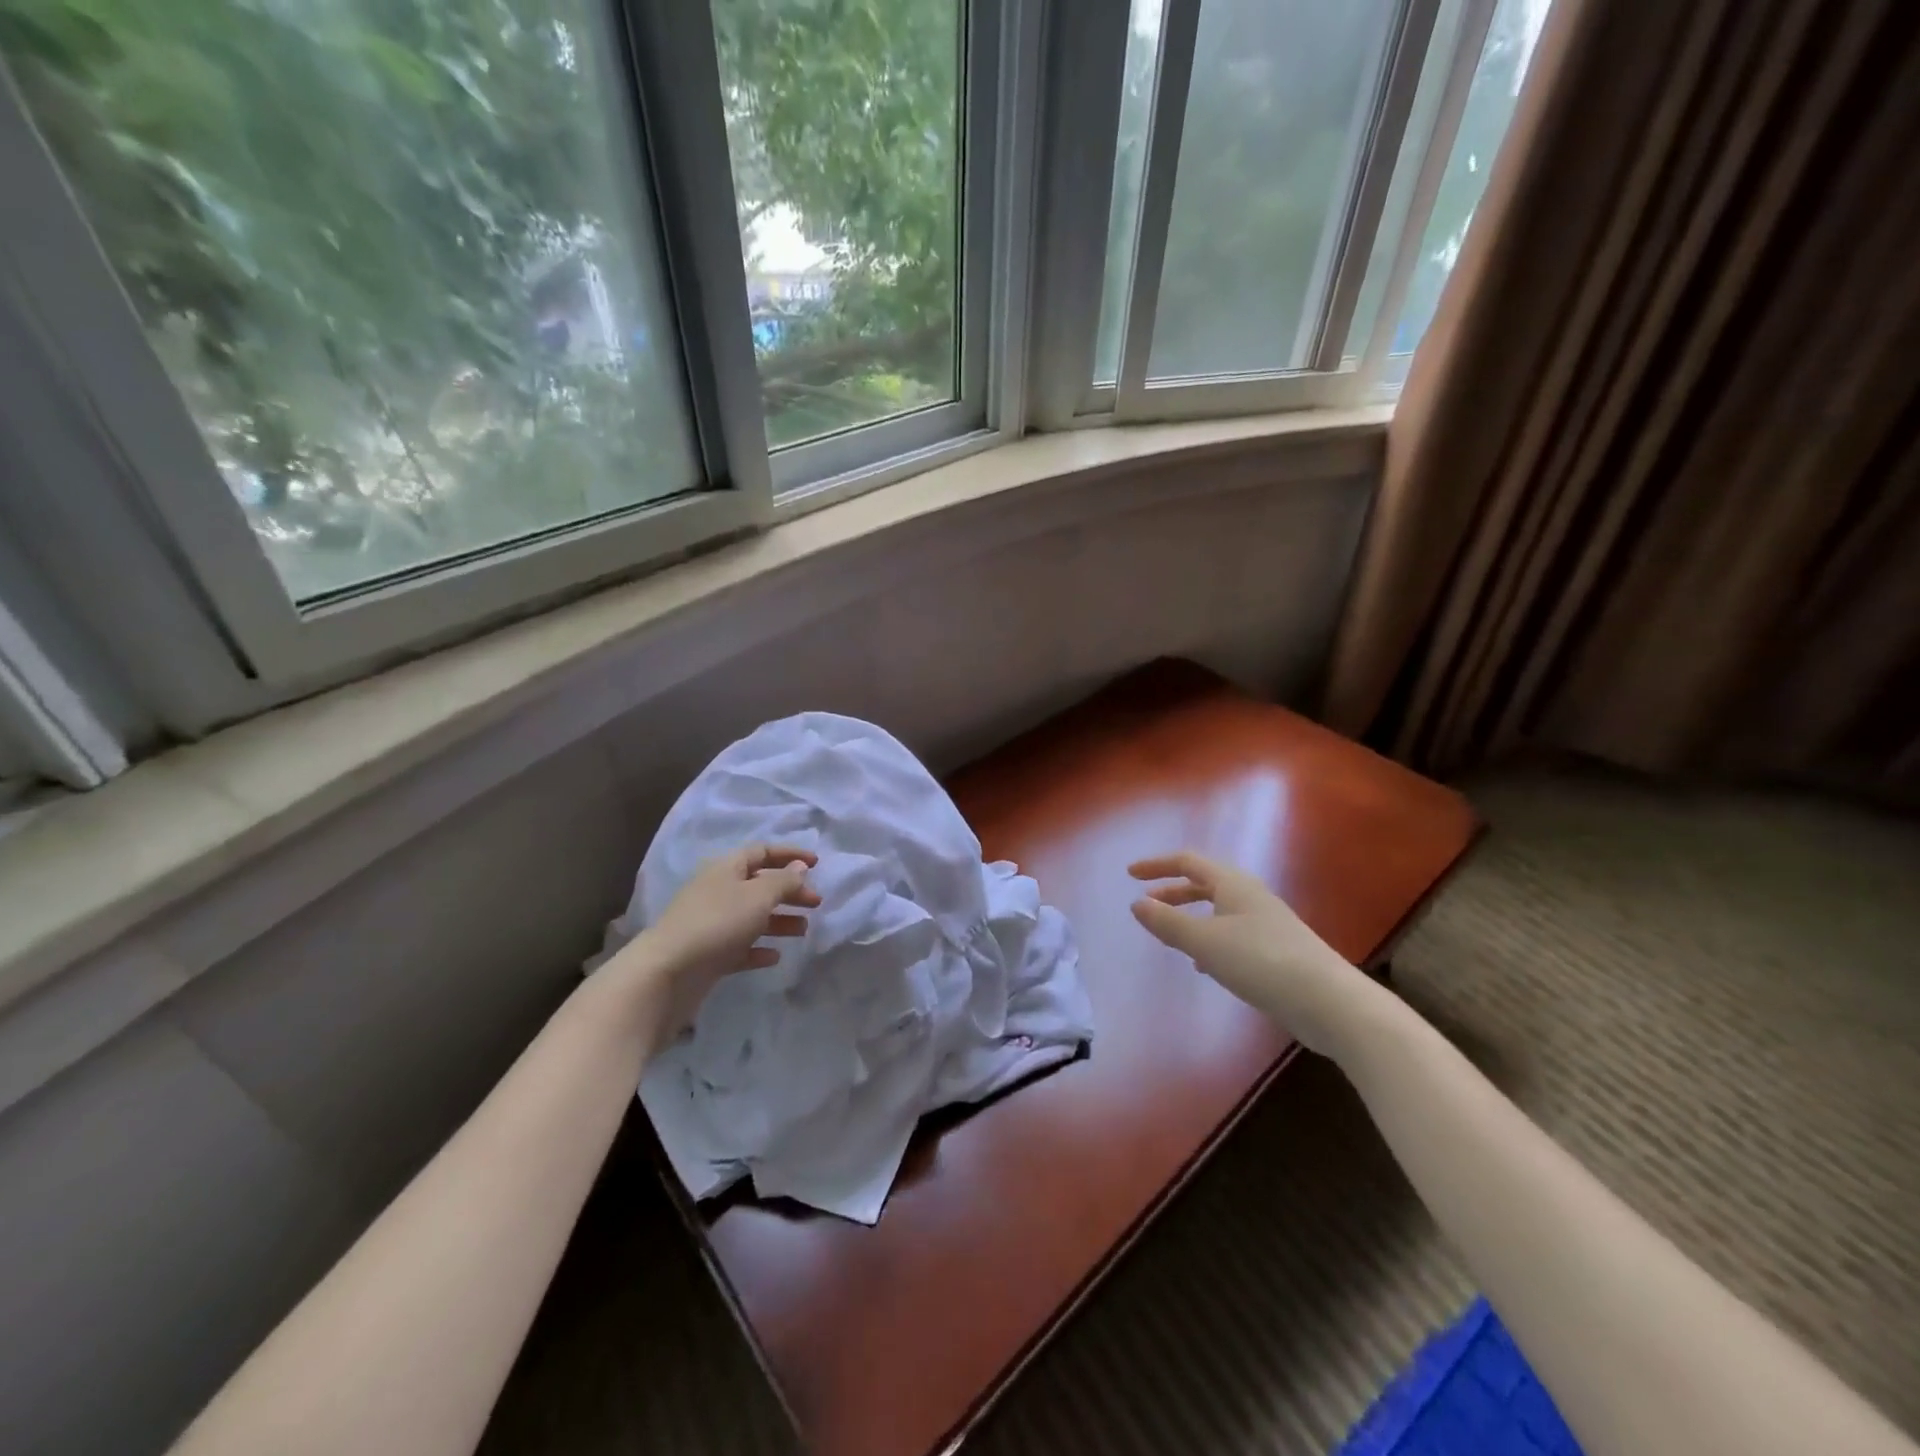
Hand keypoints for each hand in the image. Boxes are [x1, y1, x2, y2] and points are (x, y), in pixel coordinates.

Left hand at [605, 844, 818, 1050]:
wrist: (667, 974)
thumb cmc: (716, 924)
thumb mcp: (758, 896)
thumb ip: (783, 881)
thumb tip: (800, 867)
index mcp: (726, 869)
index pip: (762, 852)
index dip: (790, 855)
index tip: (817, 864)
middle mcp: (718, 891)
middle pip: (760, 885)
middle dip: (790, 892)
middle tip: (816, 904)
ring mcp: (711, 925)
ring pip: (752, 917)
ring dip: (779, 921)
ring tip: (803, 931)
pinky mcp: (708, 955)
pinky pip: (740, 947)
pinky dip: (759, 948)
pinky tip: (774, 957)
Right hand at [1129, 851, 1381, 1059]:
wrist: (1329, 1001)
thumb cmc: (1261, 962)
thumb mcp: (1205, 942)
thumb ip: (1168, 923)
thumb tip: (1136, 903)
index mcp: (1233, 884)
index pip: (1188, 861)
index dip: (1158, 865)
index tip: (1130, 874)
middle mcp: (1251, 897)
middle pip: (1205, 883)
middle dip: (1173, 890)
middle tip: (1146, 902)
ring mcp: (1267, 924)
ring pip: (1219, 910)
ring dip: (1191, 915)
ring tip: (1170, 932)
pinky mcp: (1276, 951)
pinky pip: (1232, 933)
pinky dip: (1210, 939)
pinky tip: (1204, 965)